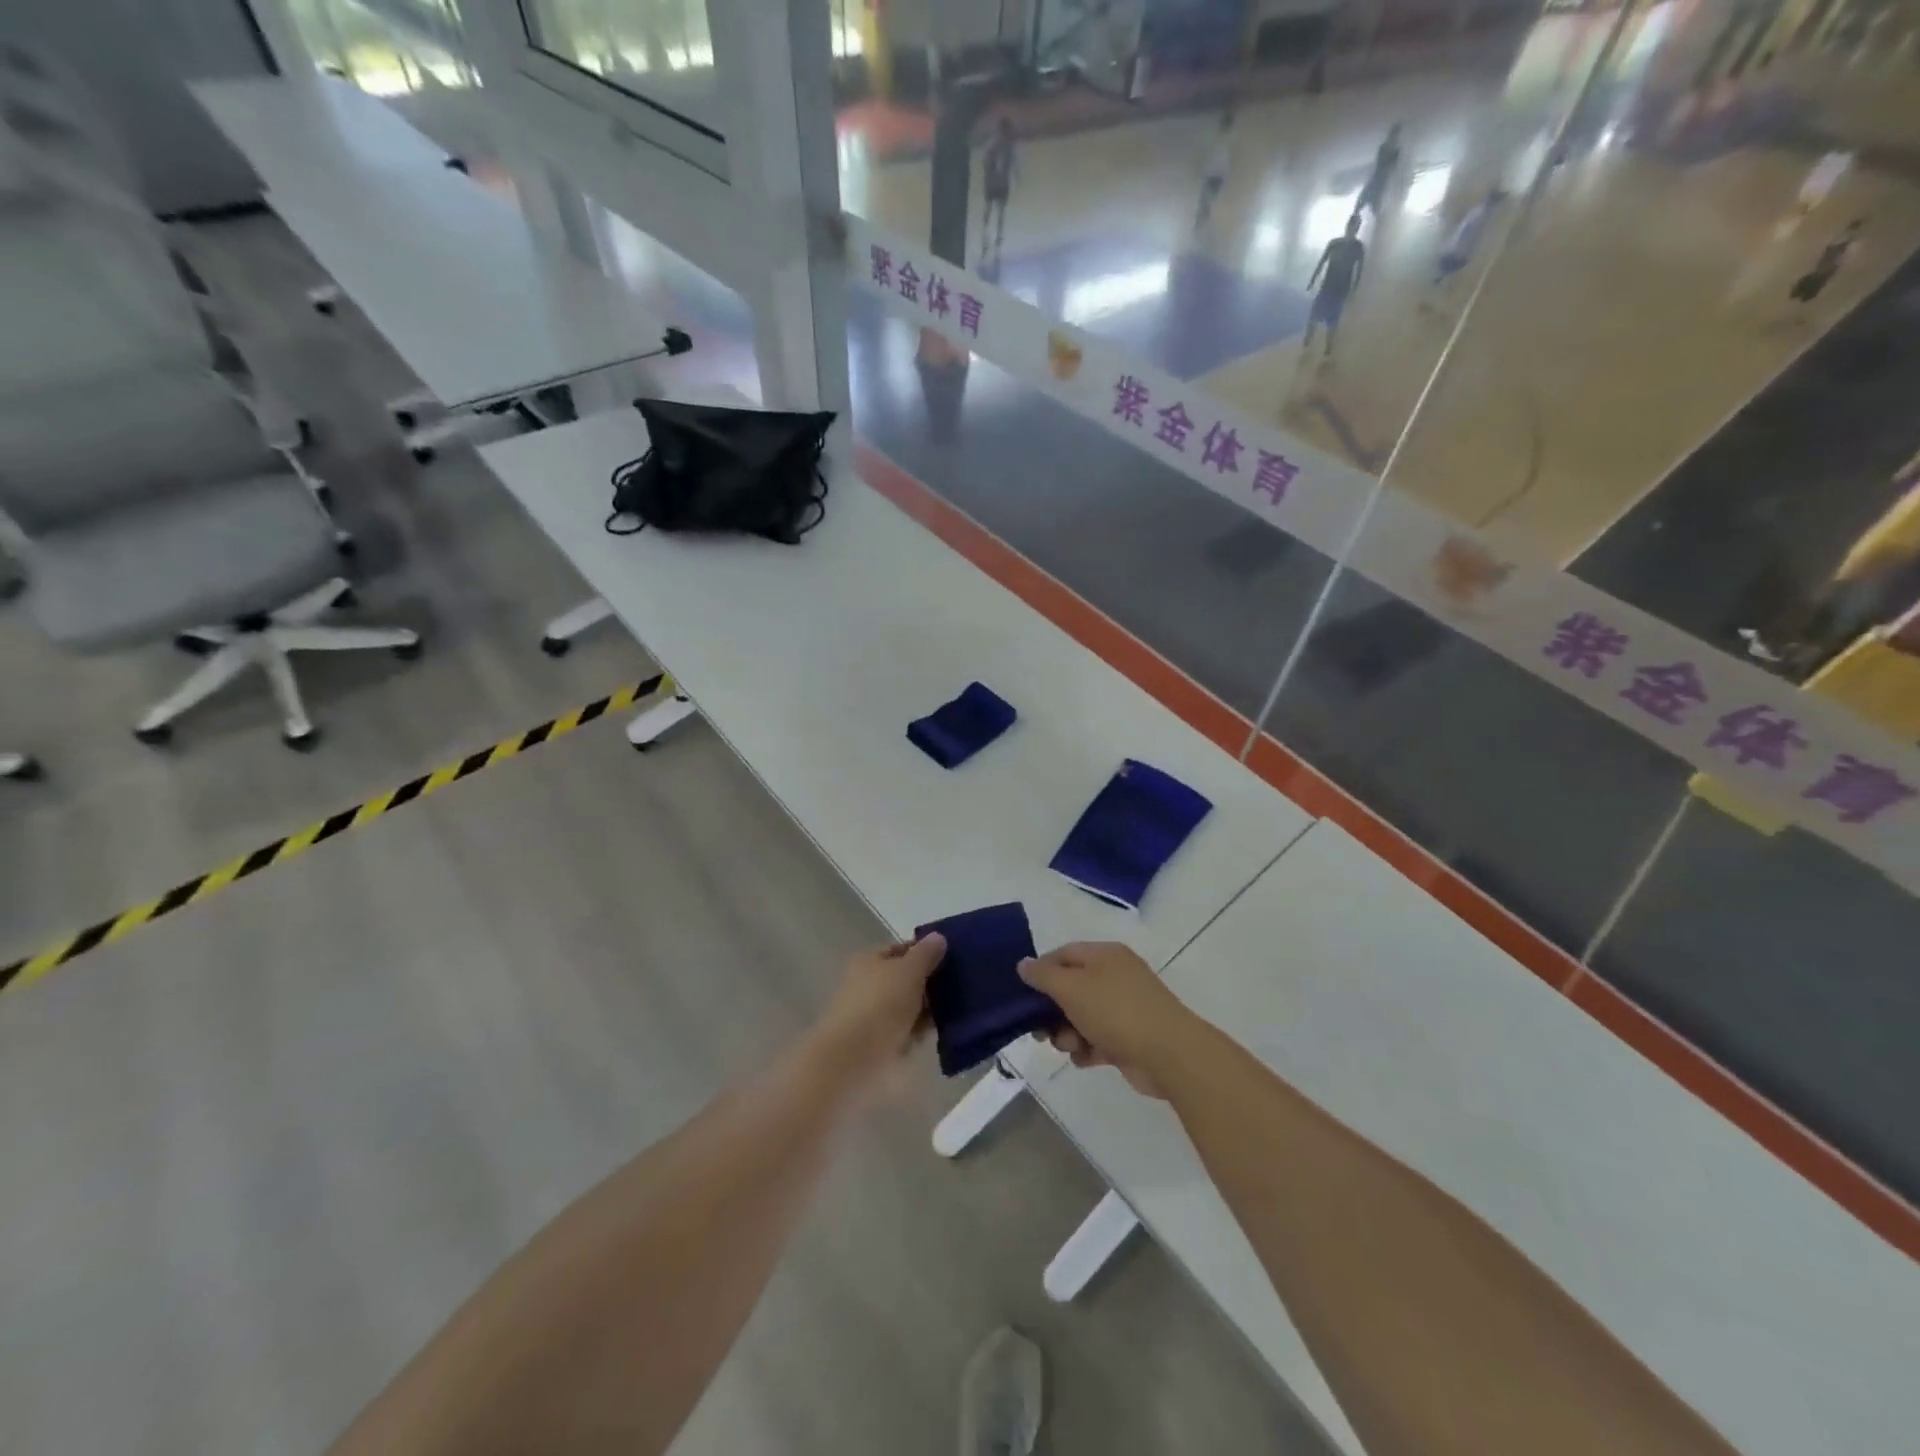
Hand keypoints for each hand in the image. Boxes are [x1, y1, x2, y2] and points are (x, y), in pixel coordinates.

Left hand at [812, 934, 945, 1079]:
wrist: (854, 1059)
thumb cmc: (881, 1004)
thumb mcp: (909, 971)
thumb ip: (926, 954)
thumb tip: (938, 937)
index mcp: (868, 961)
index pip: (901, 950)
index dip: (925, 952)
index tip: (953, 959)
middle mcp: (867, 984)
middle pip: (905, 978)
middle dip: (930, 982)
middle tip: (960, 985)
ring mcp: (872, 1015)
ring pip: (907, 1006)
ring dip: (928, 1009)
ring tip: (957, 1009)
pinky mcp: (878, 1043)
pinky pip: (906, 1030)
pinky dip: (920, 1031)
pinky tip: (942, 1031)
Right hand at [1018, 942, 1201, 1097]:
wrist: (1169, 1054)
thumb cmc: (1116, 1011)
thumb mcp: (1072, 988)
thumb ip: (1043, 975)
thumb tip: (1023, 964)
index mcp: (1104, 955)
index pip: (1063, 954)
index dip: (1041, 972)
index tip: (1024, 995)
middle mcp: (1115, 976)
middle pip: (1071, 988)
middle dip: (1052, 1011)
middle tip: (1039, 1031)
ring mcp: (1125, 1008)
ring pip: (1082, 1016)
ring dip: (1067, 1033)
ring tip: (1069, 1046)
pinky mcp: (1130, 1037)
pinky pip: (1098, 1039)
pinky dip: (1087, 1048)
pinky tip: (1084, 1059)